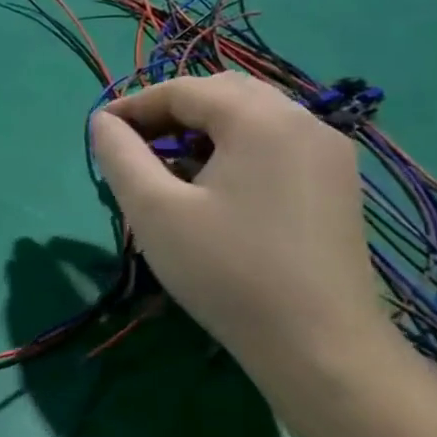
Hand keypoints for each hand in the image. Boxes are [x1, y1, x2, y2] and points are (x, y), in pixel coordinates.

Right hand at [89, 75, 388, 367]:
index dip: (133, 106)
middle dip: (170, 111)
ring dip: (202, 128)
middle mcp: (304, 122)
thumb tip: (103, 122)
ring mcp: (328, 154)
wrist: (320, 347)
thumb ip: (120, 154)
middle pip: (222, 93)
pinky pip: (275, 143)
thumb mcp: (153, 209)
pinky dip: (234, 147)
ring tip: (167, 167)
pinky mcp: (336, 185)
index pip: (182, 89)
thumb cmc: (226, 270)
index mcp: (261, 119)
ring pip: (252, 117)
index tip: (100, 134)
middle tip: (133, 146)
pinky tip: (212, 187)